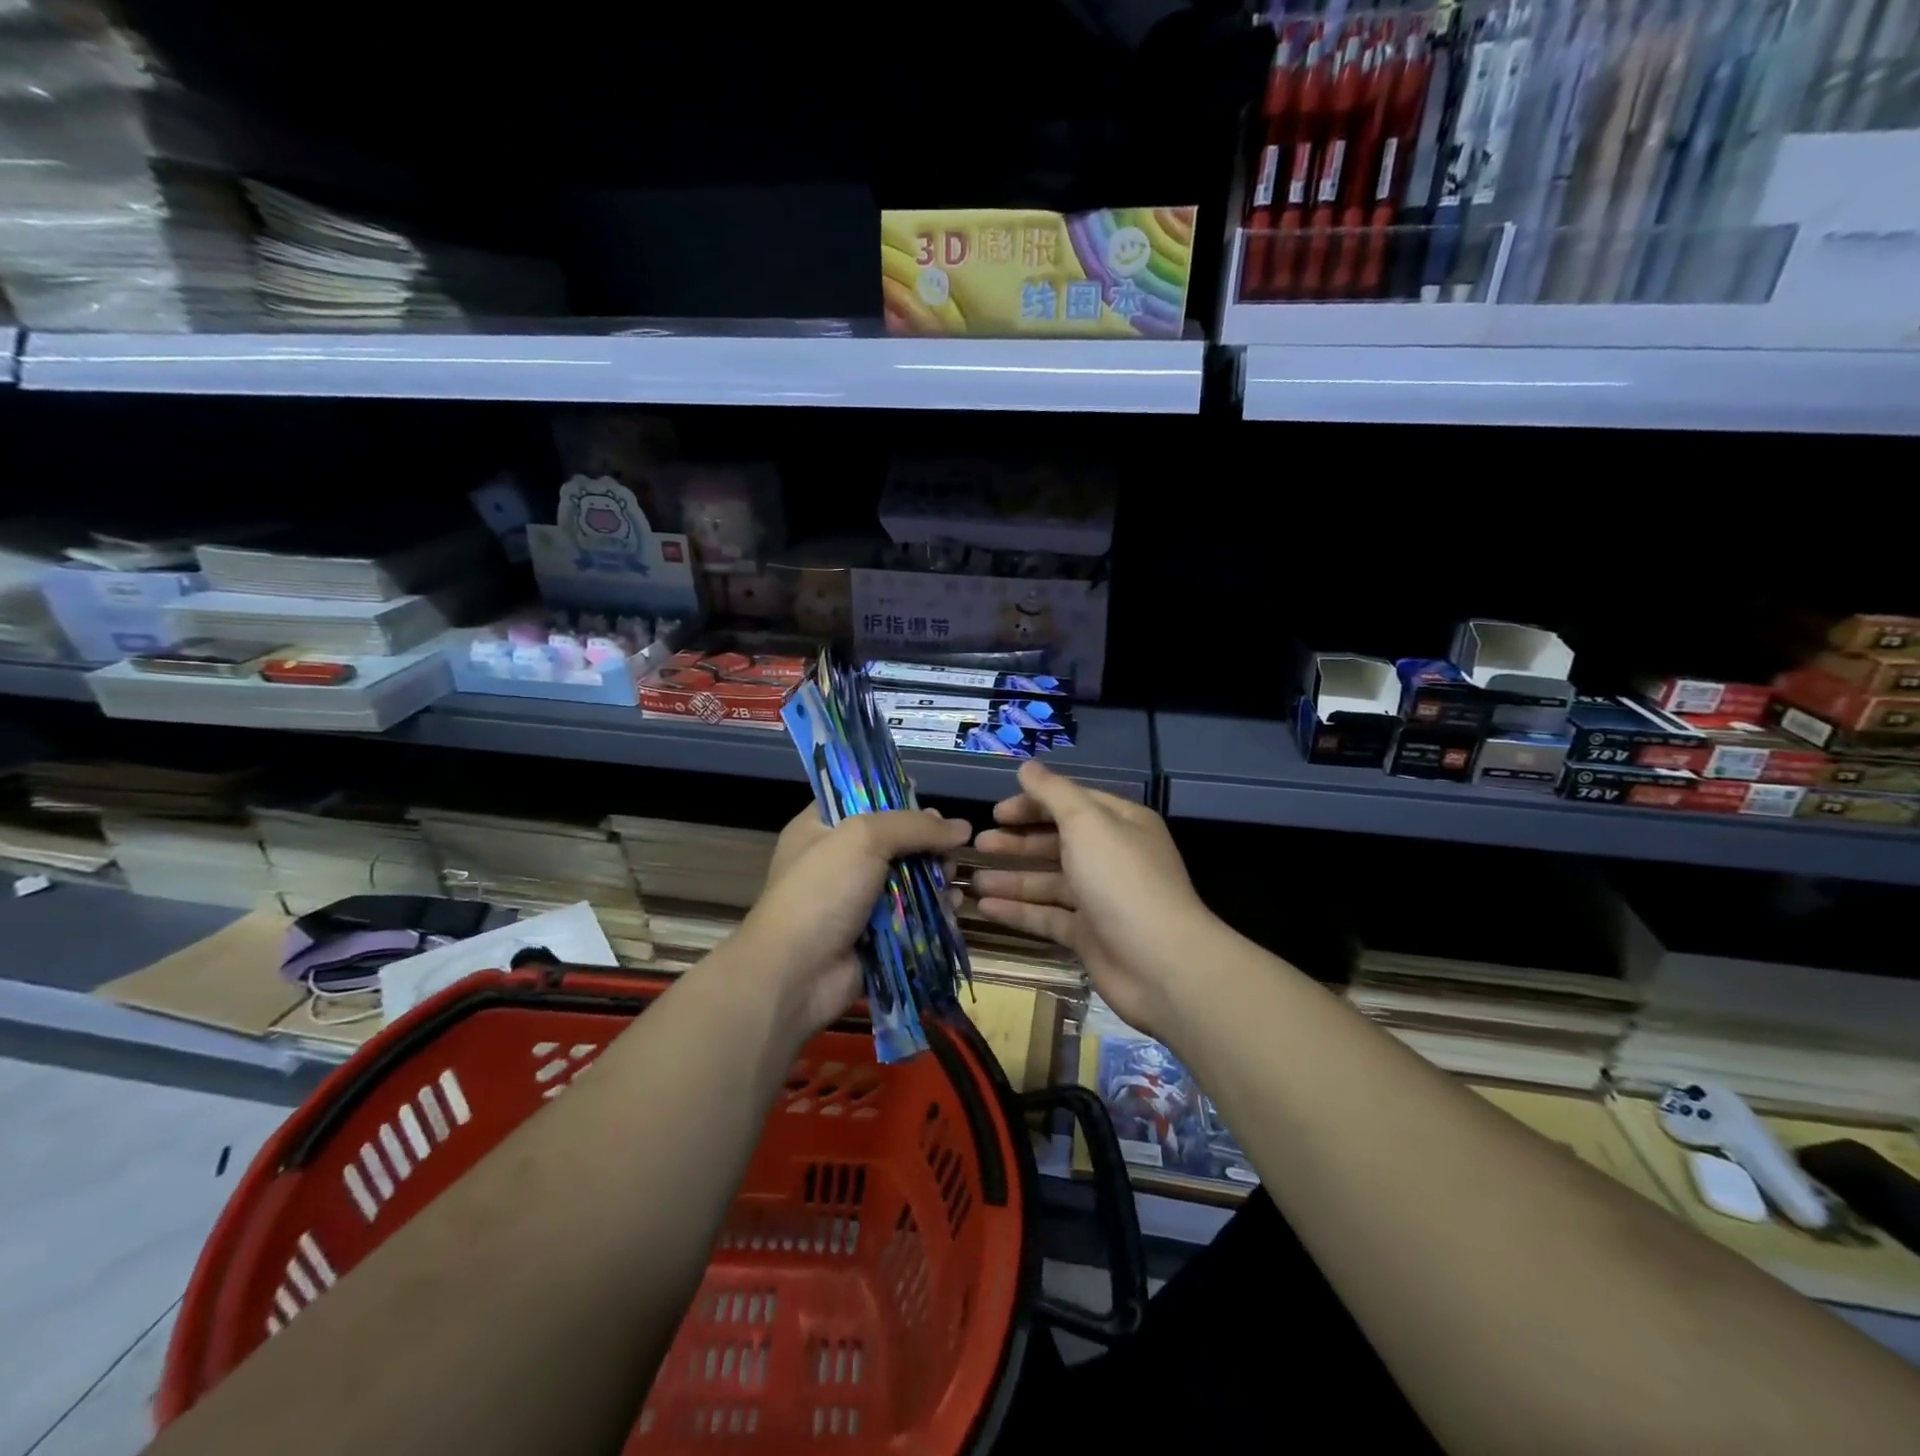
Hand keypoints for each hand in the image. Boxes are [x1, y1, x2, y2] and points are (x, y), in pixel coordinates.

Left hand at [736, 803, 971, 1035]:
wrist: (795, 975)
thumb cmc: (821, 892)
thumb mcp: (863, 839)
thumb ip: (914, 826)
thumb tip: (963, 827)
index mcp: (821, 828)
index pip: (863, 799)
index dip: (898, 800)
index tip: (930, 808)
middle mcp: (839, 860)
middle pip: (896, 842)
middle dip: (927, 846)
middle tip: (948, 853)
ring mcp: (858, 901)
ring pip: (910, 880)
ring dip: (936, 880)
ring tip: (952, 883)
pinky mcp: (876, 935)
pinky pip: (914, 917)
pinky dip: (934, 912)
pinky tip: (952, 909)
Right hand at [973, 760, 1217, 1036]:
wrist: (1161, 963)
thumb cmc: (1122, 880)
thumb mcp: (1086, 823)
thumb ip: (1053, 793)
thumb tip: (1027, 766)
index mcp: (1119, 824)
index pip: (1070, 804)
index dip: (1032, 804)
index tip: (996, 813)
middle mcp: (1111, 857)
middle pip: (1057, 842)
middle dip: (1017, 842)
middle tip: (978, 844)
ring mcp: (1100, 899)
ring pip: (1049, 882)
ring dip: (1012, 879)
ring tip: (972, 880)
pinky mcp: (1089, 936)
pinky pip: (1047, 917)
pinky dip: (1018, 911)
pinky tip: (985, 908)